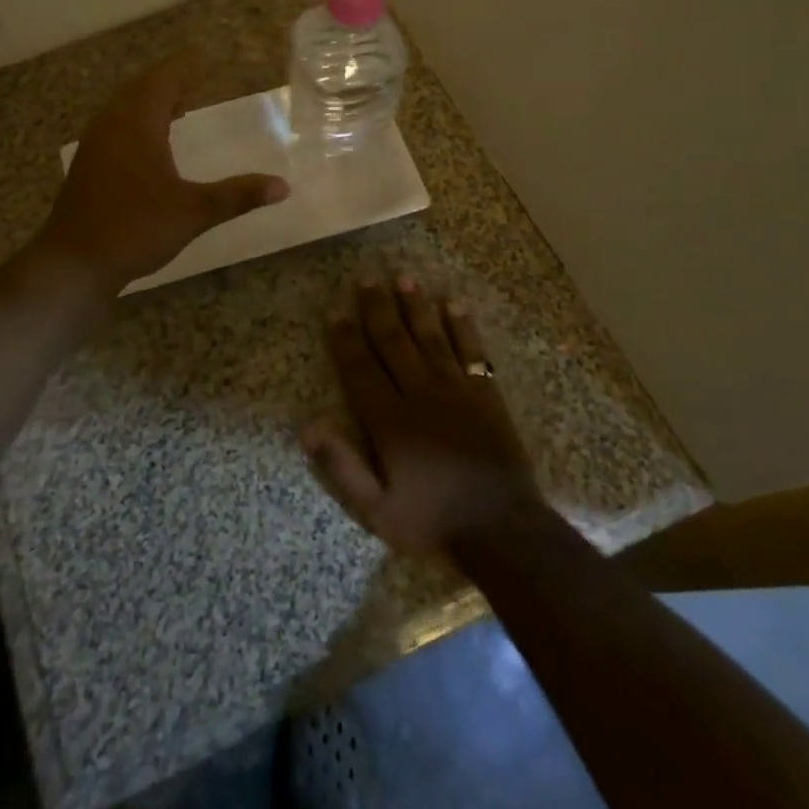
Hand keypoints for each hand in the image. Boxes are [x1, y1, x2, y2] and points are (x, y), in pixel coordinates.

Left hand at [37, 56, 288, 289]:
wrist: (74, 262)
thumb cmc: (135, 228)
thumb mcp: (193, 212)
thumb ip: (237, 196)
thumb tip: (283, 186)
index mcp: (138, 123)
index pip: (165, 79)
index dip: (186, 66)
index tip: (207, 57)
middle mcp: (112, 123)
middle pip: (142, 88)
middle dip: (170, 81)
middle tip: (197, 79)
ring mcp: (95, 143)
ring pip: (124, 107)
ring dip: (151, 101)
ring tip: (178, 106)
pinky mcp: (87, 163)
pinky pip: (115, 125)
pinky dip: (137, 121)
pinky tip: (150, 143)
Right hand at [302, 275, 542, 559]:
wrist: (503, 531)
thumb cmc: (432, 522)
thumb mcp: (376, 509)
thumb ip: (341, 465)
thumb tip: (306, 426)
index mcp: (389, 420)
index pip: (360, 368)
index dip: (345, 337)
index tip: (335, 309)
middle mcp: (420, 394)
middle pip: (393, 342)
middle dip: (377, 308)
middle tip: (366, 277)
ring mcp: (456, 390)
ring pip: (430, 338)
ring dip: (416, 307)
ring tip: (404, 277)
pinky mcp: (487, 395)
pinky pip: (473, 352)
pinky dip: (464, 327)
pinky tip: (455, 304)